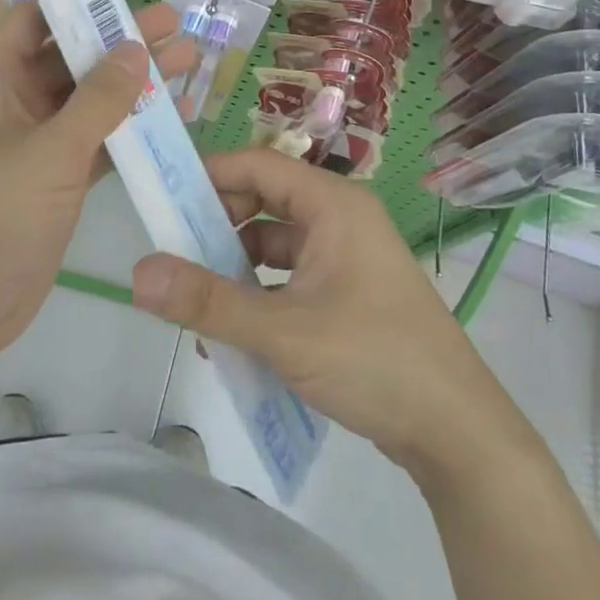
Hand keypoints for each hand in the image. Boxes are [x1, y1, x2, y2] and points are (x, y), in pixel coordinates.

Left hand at [0, 0, 195, 369]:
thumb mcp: (48, 154)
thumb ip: (97, 101)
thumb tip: (134, 46)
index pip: (34, 19)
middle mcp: (11, 102)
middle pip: (71, 57)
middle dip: (120, 40)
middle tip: (174, 22)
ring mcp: (34, 142)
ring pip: (89, 99)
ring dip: (133, 84)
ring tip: (188, 62)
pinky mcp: (54, 178)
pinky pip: (97, 140)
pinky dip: (130, 129)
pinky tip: (173, 118)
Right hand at [130, 148, 499, 477]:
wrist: (460, 434)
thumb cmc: (373, 359)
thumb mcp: (282, 331)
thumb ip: (208, 301)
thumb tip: (139, 272)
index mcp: (333, 204)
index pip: (259, 165)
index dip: (210, 175)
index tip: (165, 199)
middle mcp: (341, 218)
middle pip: (266, 201)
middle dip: (219, 226)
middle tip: (176, 255)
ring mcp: (349, 256)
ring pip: (277, 243)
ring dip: (237, 266)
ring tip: (196, 299)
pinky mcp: (351, 292)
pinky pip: (292, 276)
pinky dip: (261, 294)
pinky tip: (234, 333)